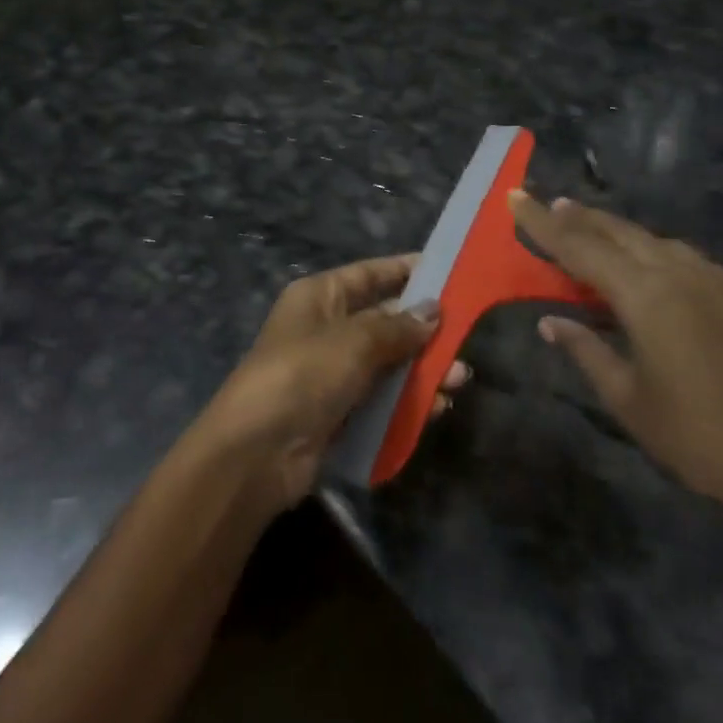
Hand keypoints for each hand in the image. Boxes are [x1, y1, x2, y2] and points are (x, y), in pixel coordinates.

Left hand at [193, 255, 463, 513]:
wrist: (257, 452)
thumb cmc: (303, 374)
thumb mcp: (354, 342)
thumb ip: (397, 326)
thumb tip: (433, 309)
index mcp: (319, 297)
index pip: (369, 274)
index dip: (406, 271)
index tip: (449, 271)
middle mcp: (326, 329)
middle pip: (384, 319)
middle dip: (424, 329)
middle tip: (465, 336)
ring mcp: (332, 373)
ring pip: (388, 362)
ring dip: (423, 369)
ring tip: (459, 379)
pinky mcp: (339, 412)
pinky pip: (382, 399)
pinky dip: (409, 401)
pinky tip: (438, 408)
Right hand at [511, 193, 722, 536]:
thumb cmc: (700, 439)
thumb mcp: (628, 400)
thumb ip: (586, 351)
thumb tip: (551, 322)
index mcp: (646, 296)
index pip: (579, 247)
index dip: (542, 223)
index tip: (515, 196)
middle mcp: (682, 274)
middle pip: (620, 233)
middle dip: (581, 217)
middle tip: (550, 204)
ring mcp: (722, 282)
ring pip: (658, 242)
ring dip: (620, 233)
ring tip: (596, 232)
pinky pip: (692, 261)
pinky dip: (659, 254)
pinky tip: (657, 269)